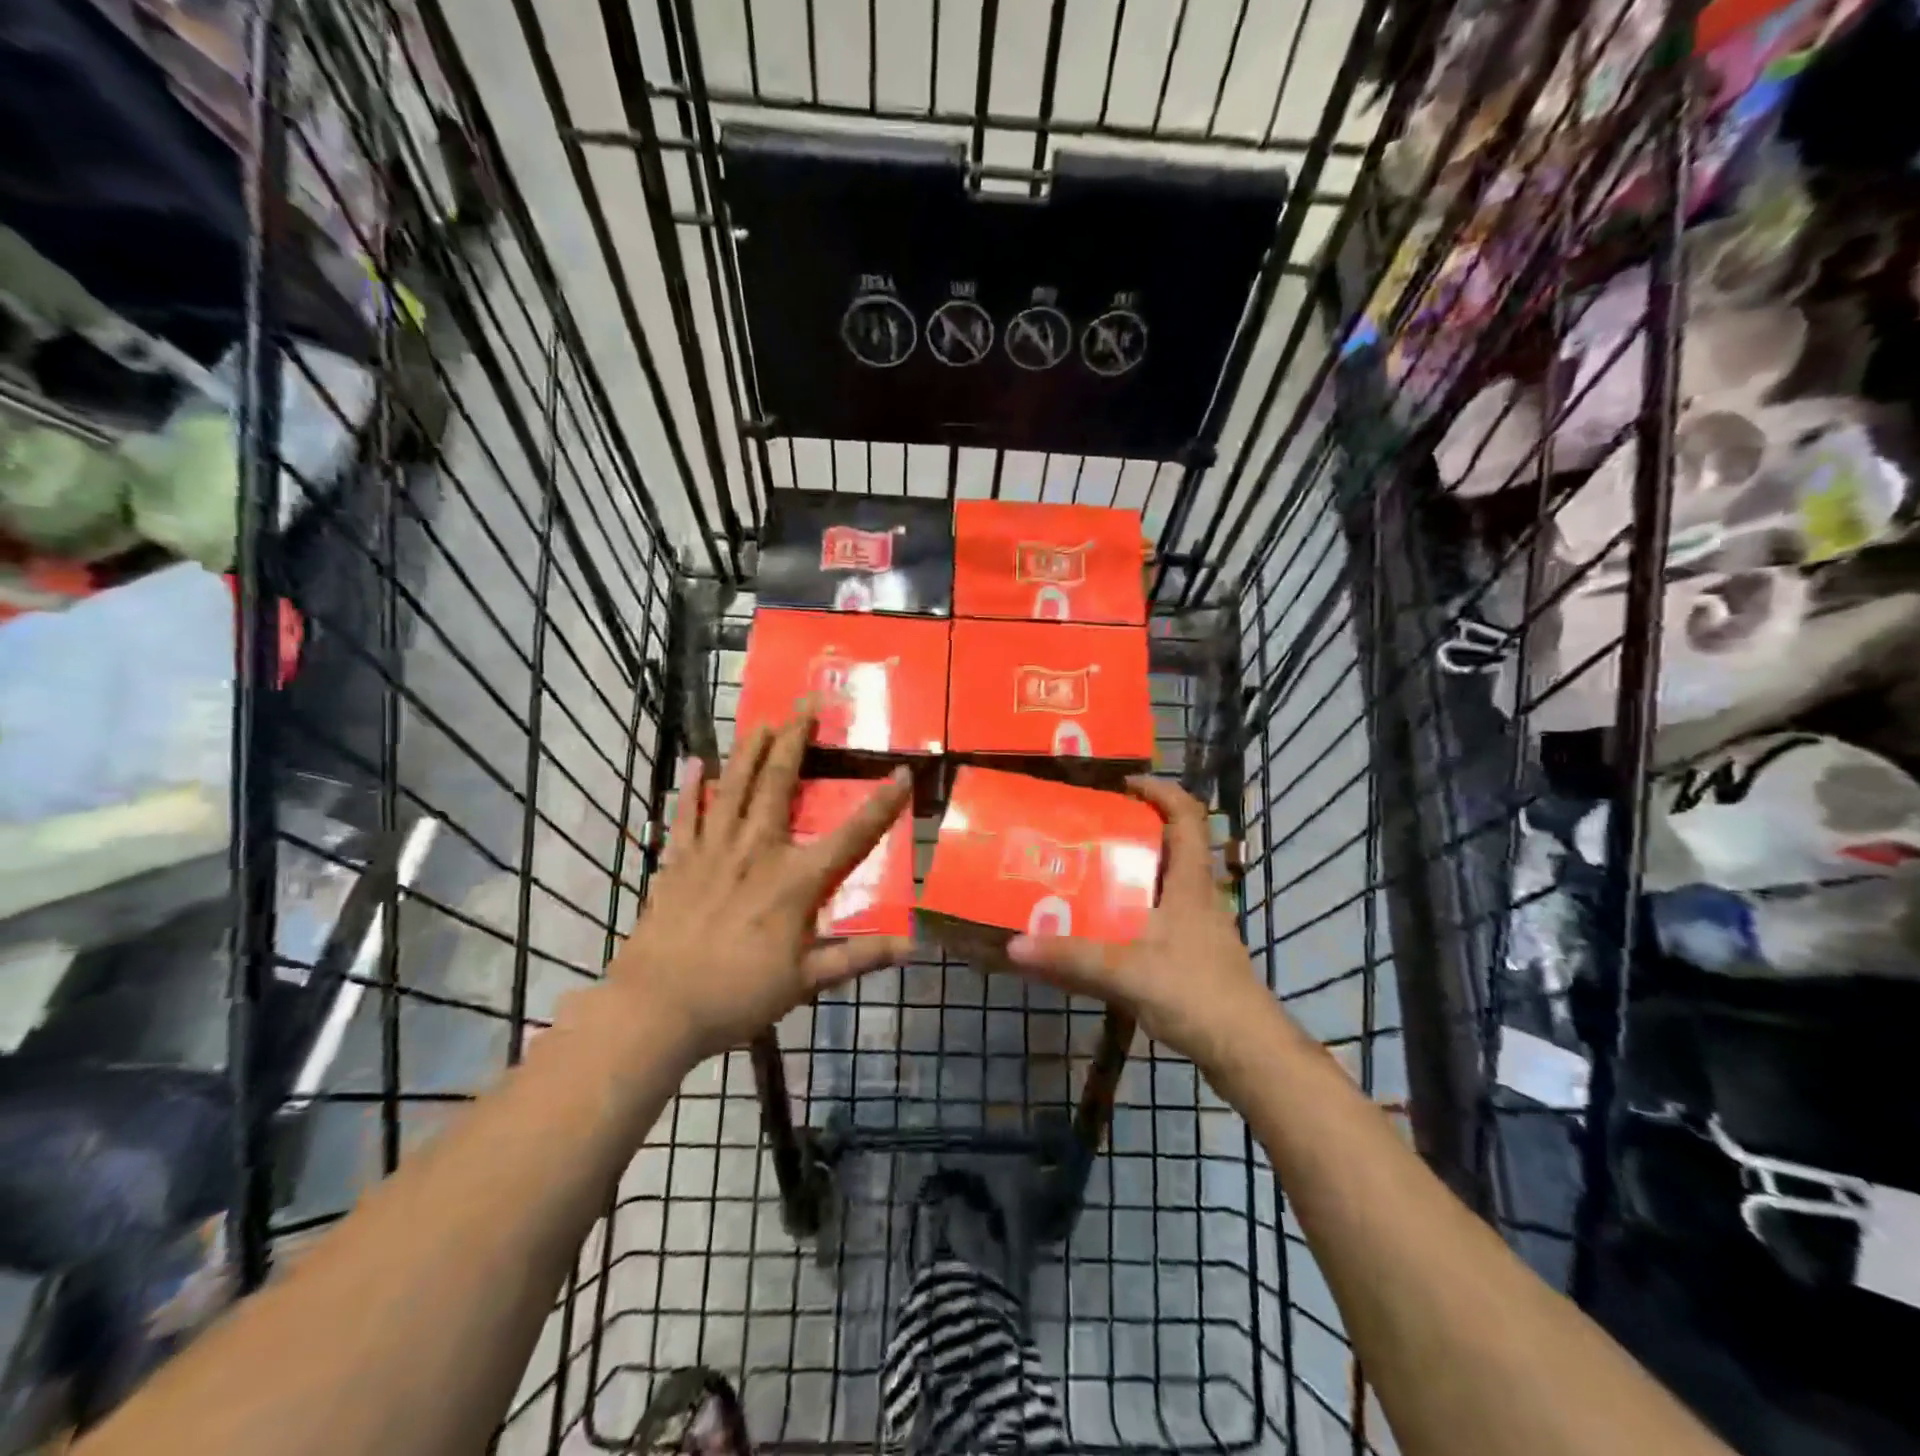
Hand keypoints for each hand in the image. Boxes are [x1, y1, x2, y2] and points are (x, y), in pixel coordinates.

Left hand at [608, 713, 913, 1063]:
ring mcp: (712, 851)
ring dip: (750, 749)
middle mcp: (757, 851)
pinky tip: (695, 762)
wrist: (657, 1008)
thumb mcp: (806, 982)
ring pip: (733, 787)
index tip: (902, 772)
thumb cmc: (738, 995)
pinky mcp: (677, 861)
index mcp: (795, 880)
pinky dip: (691, 788)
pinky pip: (685, 815)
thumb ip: (858, 957)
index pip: (851, 835)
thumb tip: (912, 947)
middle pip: (778, 784)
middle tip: (807, 702)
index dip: (881, 803)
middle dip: (796, 740)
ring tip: (763, 719)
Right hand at [1007, 777, 1273, 1072]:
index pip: (1186, 816)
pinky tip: (1105, 930)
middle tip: (1088, 833)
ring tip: (1086, 876)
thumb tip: (1014, 945)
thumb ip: (1070, 957)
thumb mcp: (1126, 971)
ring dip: (1132, 874)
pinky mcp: (1195, 956)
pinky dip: (1134, 912)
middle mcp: (1198, 897)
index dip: (1159, 792)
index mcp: (1190, 883)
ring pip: (1165, 884)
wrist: (1247, 1052)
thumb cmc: (1194, 993)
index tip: (1122, 786)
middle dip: (1133, 832)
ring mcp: (1200, 928)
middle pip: (1172, 846)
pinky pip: (1161, 917)